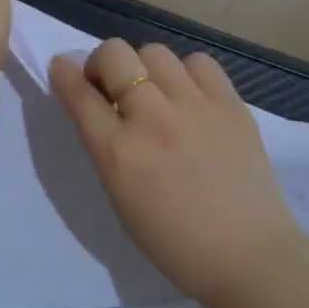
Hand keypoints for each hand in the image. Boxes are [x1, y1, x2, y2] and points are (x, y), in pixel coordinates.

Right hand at [50, 39, 300, 301]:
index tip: (62, 67)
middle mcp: (153, 119)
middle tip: (111, 86)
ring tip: (156, 92)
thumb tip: (102, 108)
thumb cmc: (173, 240)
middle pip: (114, 55)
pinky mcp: (231, 104)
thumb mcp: (121, 197)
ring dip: (145, 67)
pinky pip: (199, 63)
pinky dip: (187, 73)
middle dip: (102, 63)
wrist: (246, 256)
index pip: (79, 94)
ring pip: (155, 51)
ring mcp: (195, 106)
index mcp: (118, 153)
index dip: (64, 74)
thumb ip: (106, 148)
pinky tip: (192, 97)